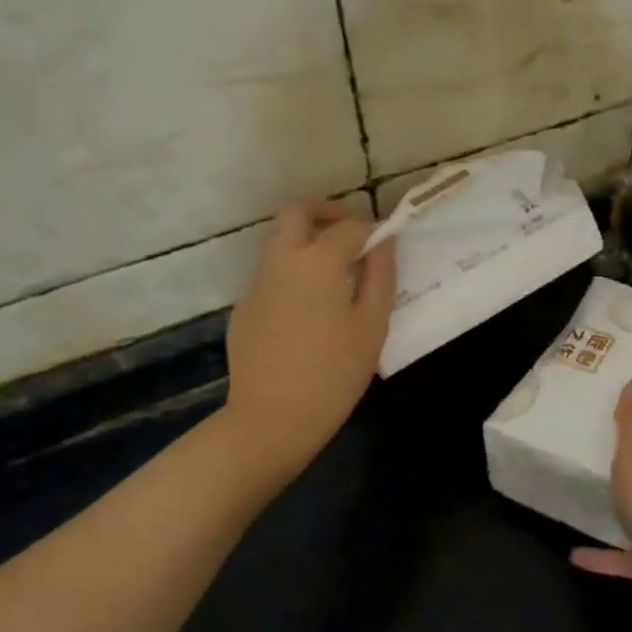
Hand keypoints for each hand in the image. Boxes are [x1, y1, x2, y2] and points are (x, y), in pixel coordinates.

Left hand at [224, 202, 396, 473]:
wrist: (272, 418)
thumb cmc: (334, 373)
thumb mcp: (372, 325)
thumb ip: (381, 275)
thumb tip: (384, 241)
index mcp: (316, 261)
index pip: (349, 226)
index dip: (372, 229)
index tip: (387, 244)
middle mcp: (280, 261)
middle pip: (298, 214)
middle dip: (327, 214)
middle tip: (353, 237)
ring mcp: (257, 283)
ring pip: (281, 242)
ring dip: (309, 244)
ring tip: (337, 277)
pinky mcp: (245, 307)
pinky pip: (272, 274)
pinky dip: (294, 274)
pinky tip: (311, 312)